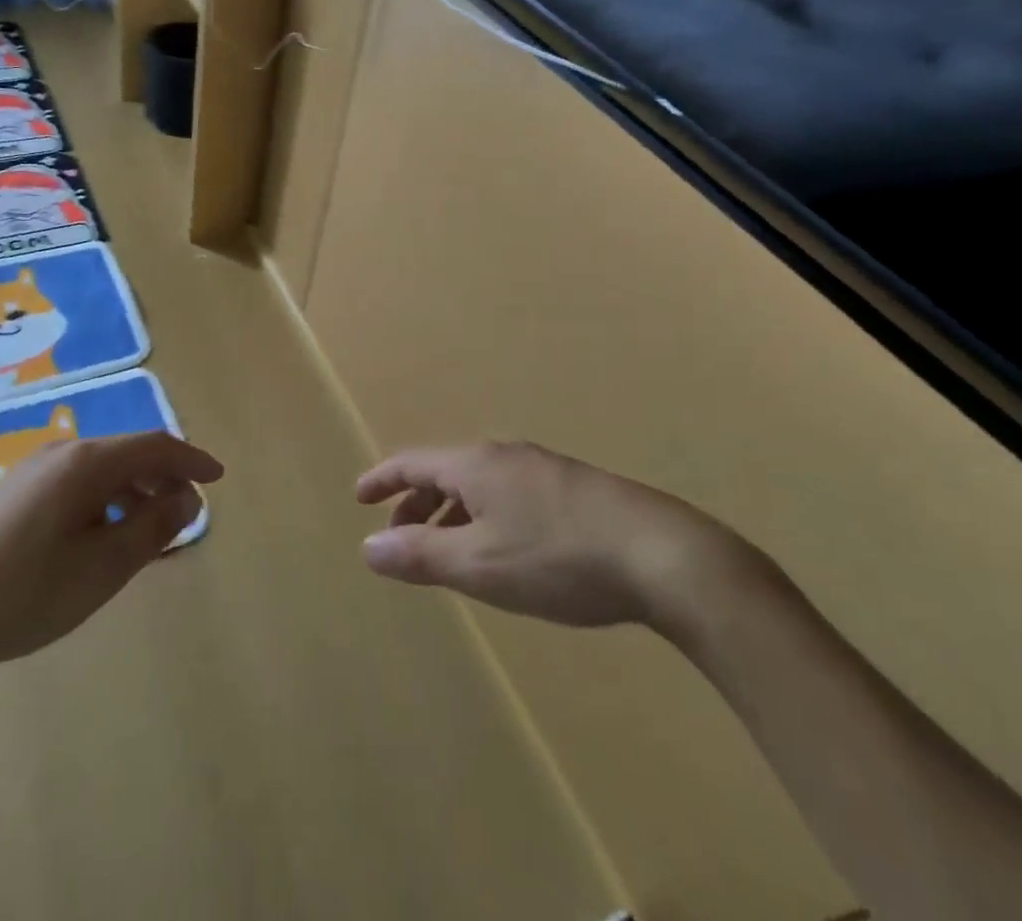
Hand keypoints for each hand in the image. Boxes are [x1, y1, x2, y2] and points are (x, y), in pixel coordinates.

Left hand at [0, 430, 222, 684]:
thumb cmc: (23, 592)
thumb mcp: (101, 568)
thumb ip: (152, 528)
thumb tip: (188, 499)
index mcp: (87, 463)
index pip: (155, 446)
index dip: (191, 460)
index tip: (218, 479)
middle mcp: (62, 453)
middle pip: (128, 454)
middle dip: (163, 479)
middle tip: (184, 516)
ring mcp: (31, 470)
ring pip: (101, 470)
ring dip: (133, 492)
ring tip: (146, 532)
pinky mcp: (11, 491)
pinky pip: (75, 483)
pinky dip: (103, 500)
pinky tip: (98, 536)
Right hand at [356, 441, 766, 639]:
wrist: (661, 554)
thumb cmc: (558, 559)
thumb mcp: (479, 566)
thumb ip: (420, 555)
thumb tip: (367, 546)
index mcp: (476, 465)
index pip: (414, 462)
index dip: (382, 479)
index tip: (359, 497)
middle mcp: (505, 456)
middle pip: (446, 472)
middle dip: (416, 504)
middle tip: (399, 538)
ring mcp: (543, 469)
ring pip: (480, 485)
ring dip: (452, 513)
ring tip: (447, 551)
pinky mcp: (574, 489)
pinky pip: (509, 495)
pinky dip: (485, 517)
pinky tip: (503, 549)